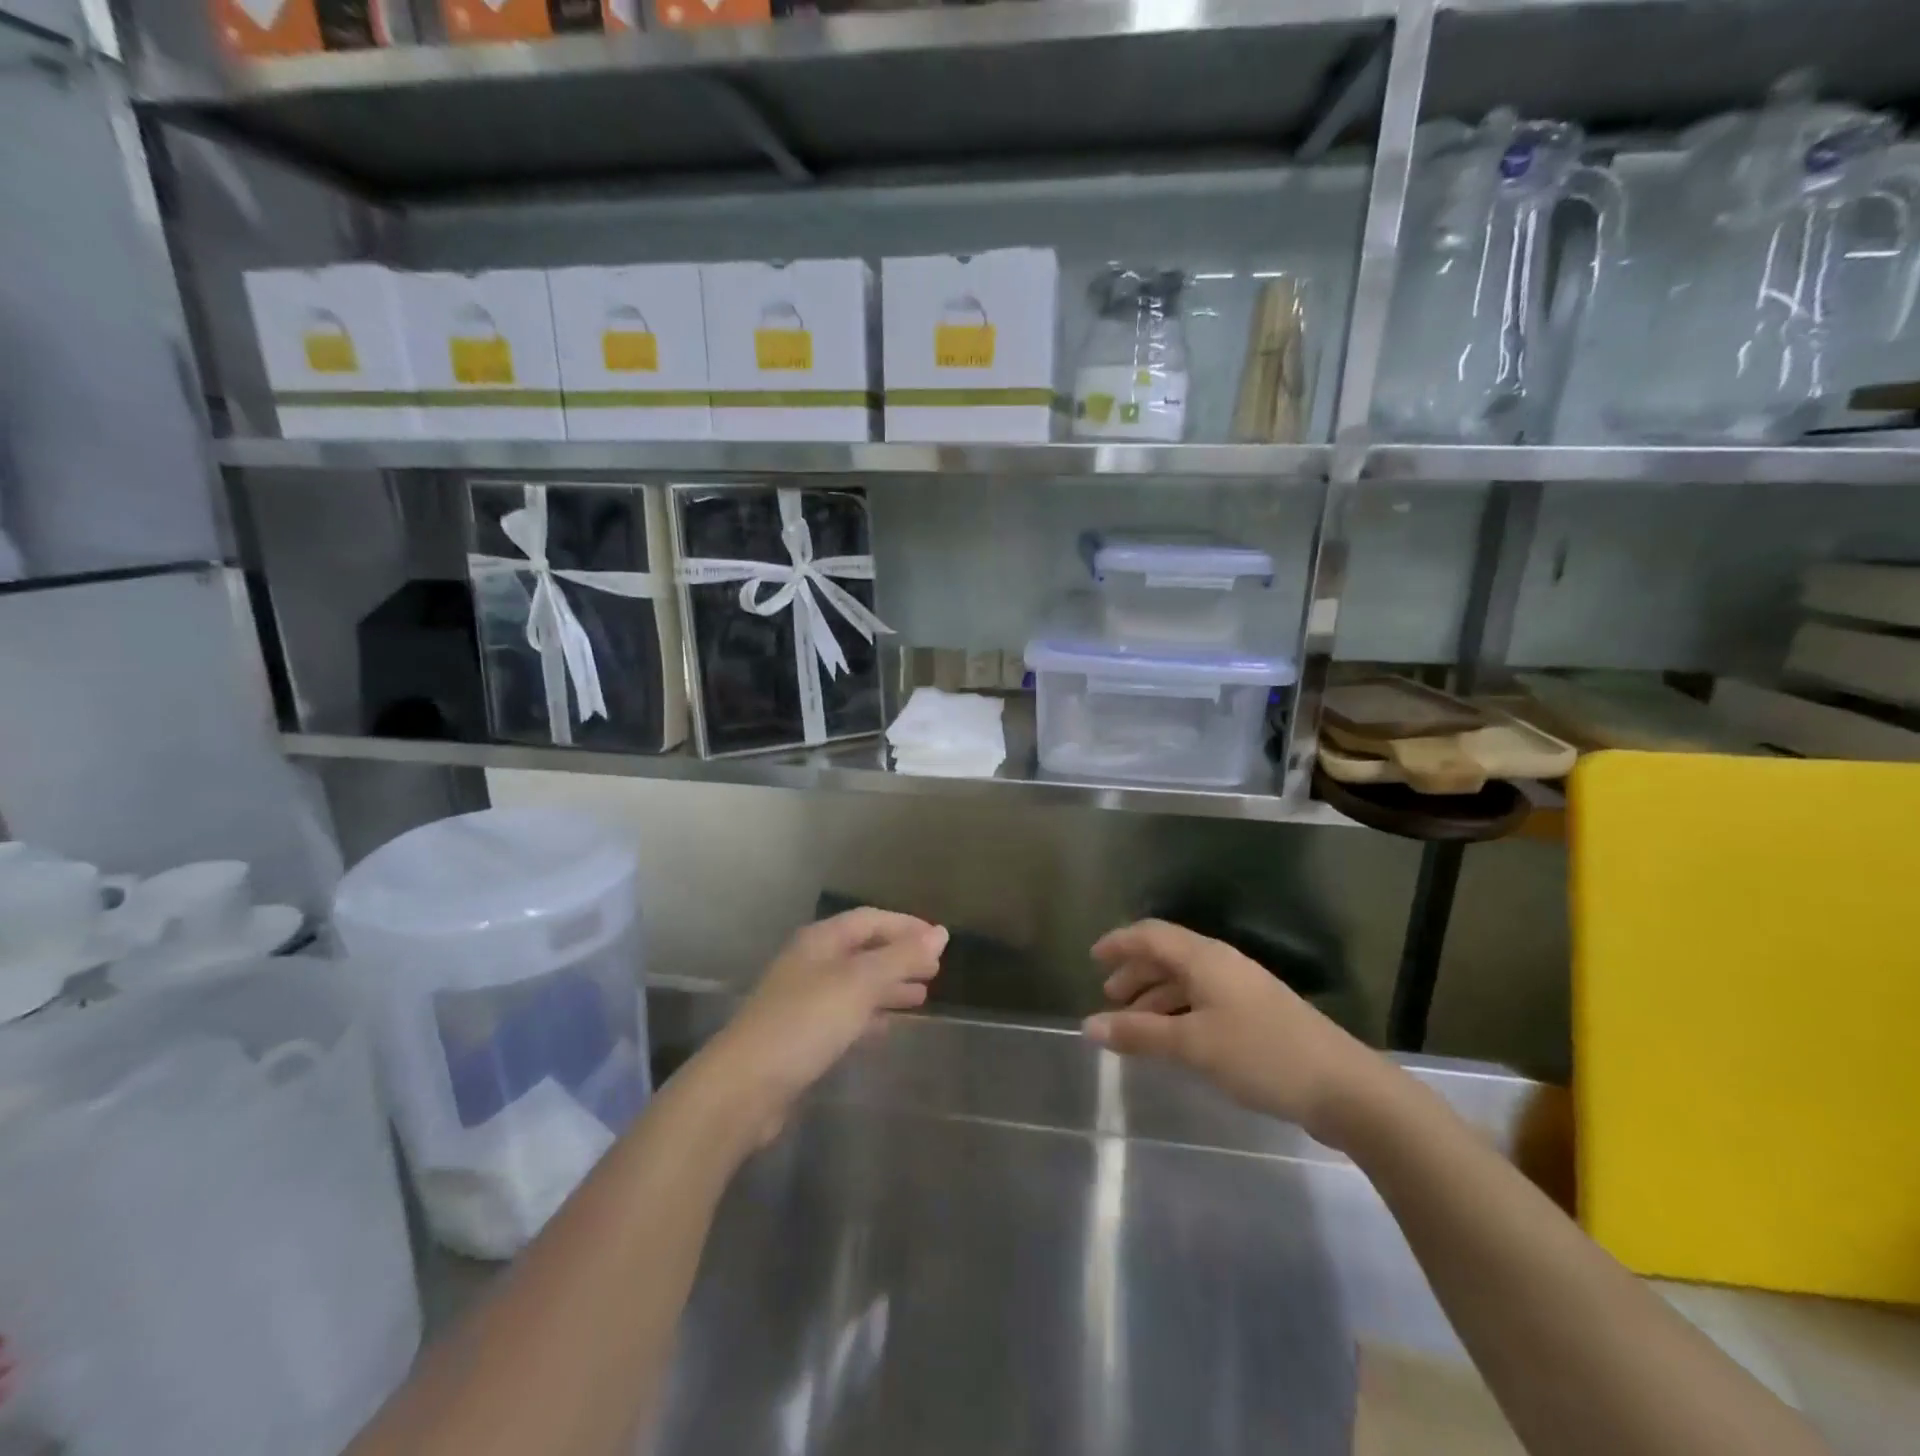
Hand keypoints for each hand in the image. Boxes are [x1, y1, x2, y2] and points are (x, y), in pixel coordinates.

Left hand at [695, 909, 947, 1140]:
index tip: (939, 941)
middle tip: (935, 971)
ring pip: (855, 985)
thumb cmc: (805, 1022)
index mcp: (820, 941)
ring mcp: (803, 1000)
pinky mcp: (801, 1036)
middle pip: (863, 951)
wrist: (744, 1087)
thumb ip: (901, 958)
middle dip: (899, 958)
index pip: (870, 920)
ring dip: (888, 987)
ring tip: (922, 998)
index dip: (905, 926)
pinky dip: (870, 1016)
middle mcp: (811, 963)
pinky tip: (887, 1028)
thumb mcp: (859, 984)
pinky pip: (844, 1015)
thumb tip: (941, 934)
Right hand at [1082, 919, 1385, 1145]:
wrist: (1344, 1088)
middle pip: (1168, 955)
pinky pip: (1203, 1002)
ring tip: (1133, 1024)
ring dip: (1155, 996)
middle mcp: (1222, 965)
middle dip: (1135, 972)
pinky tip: (1172, 1039)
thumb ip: (1139, 1034)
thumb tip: (1088, 1025)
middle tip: (1109, 997)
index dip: (1120, 943)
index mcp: (1205, 958)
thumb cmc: (1261, 1055)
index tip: (1092, 959)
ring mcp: (1243, 990)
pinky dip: (1178, 1013)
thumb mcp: (1193, 1045)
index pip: (1152, 935)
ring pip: (1186, 981)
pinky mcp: (1257, 1017)